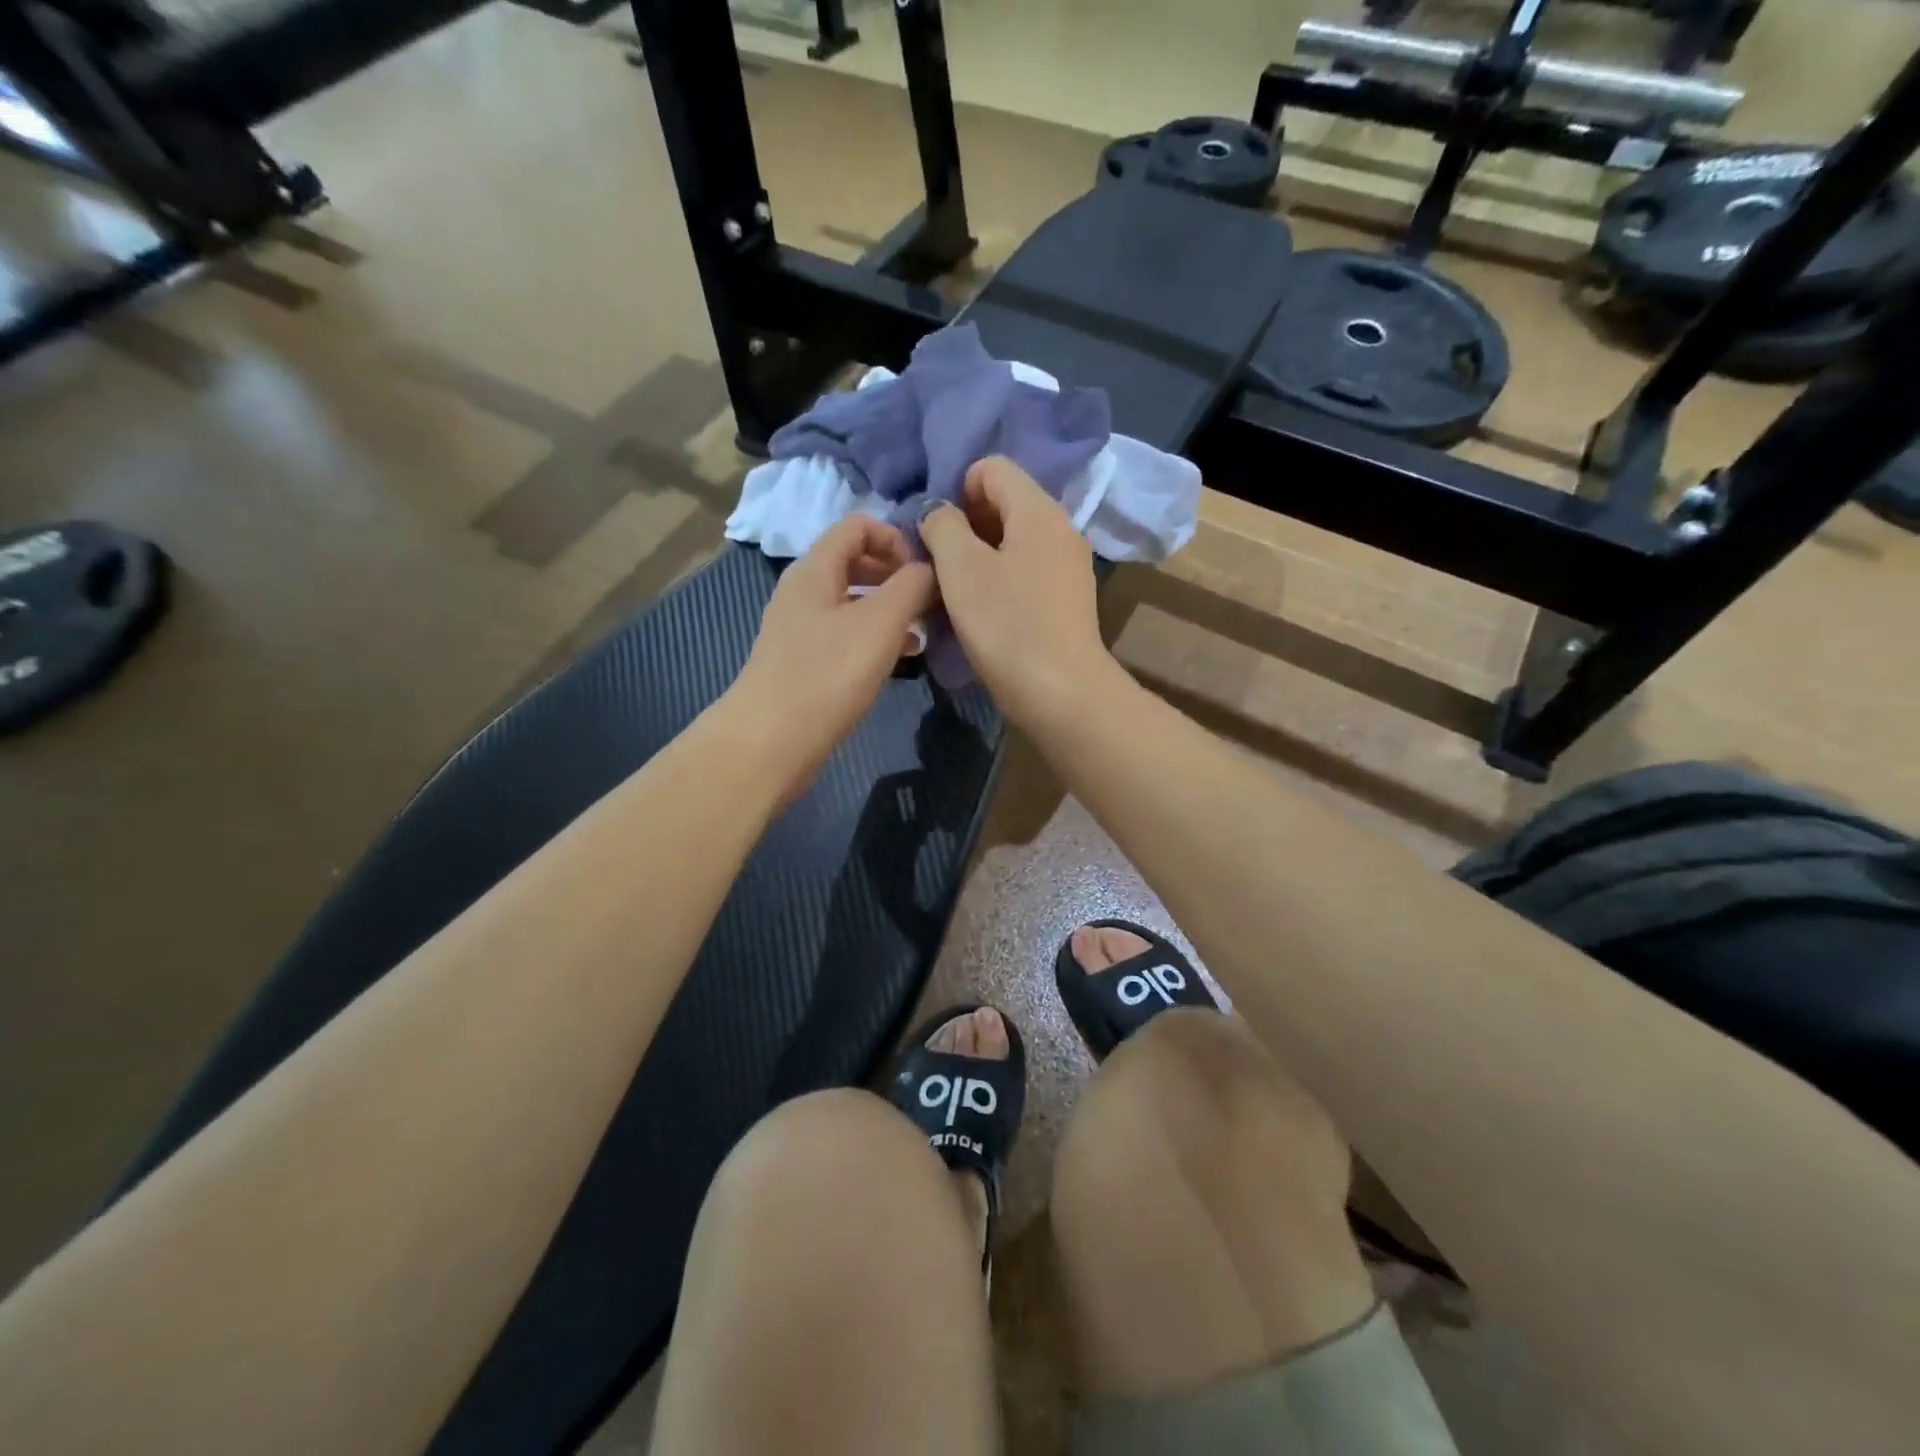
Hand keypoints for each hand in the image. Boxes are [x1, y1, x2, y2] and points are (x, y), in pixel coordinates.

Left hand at [727, 515, 935, 793]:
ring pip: (854, 602)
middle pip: (855, 562)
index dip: (895, 538)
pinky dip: (875, 638)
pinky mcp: (805, 663)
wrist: (771, 741)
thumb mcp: (880, 622)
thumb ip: (912, 585)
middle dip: (897, 575)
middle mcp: (804, 591)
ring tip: (923, 632)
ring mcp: (802, 629)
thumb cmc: (827, 673)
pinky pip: (847, 635)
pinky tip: (900, 658)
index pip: (857, 525)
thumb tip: (930, 568)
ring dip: (891, 609)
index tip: (924, 571)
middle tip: (929, 601)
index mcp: (815, 569)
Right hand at [918, 456, 1121, 730]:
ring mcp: (1069, 565)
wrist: (1061, 692)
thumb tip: (938, 511)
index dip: (956, 490)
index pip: (992, 468)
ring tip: (959, 590)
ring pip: (1015, 540)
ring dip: (981, 555)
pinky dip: (1002, 578)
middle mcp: (1061, 527)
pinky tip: (987, 611)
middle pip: (1005, 502)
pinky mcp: (1068, 598)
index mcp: (1038, 509)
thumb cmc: (1007, 624)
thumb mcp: (960, 568)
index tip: (939, 534)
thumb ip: (942, 525)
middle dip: (967, 524)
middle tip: (941, 563)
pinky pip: (1027, 570)